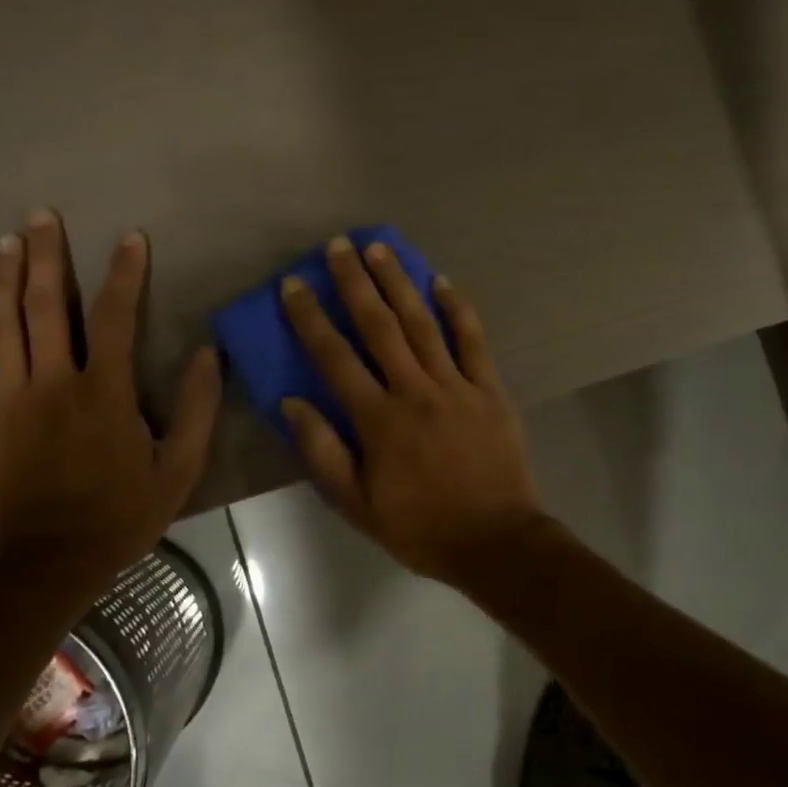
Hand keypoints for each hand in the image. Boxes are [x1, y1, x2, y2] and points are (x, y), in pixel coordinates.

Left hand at [0, 210, 221, 581]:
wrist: (47, 566)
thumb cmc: (122, 515)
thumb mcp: (180, 468)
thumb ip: (198, 408)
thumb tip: (210, 353)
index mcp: (106, 391)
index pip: (115, 317)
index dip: (124, 273)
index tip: (129, 238)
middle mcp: (53, 383)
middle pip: (46, 306)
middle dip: (46, 256)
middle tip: (42, 215)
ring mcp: (7, 401)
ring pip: (1, 327)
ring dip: (2, 279)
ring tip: (6, 240)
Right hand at [278, 236, 543, 588]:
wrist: (495, 540)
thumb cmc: (421, 527)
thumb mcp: (357, 504)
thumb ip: (323, 452)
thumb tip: (292, 403)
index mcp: (378, 421)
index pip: (335, 358)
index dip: (311, 318)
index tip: (294, 285)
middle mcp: (415, 391)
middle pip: (379, 326)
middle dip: (355, 283)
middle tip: (338, 246)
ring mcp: (456, 386)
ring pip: (422, 324)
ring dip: (399, 283)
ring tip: (379, 248)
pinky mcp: (489, 389)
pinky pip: (473, 341)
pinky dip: (458, 309)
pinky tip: (442, 282)